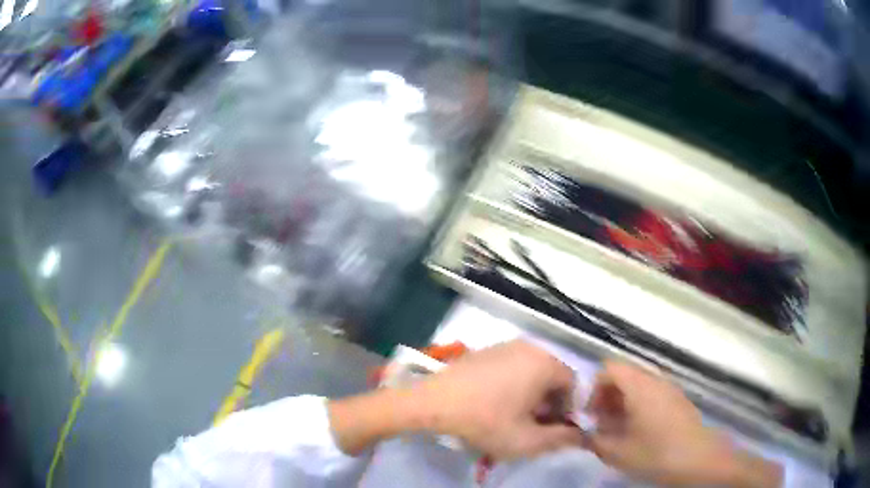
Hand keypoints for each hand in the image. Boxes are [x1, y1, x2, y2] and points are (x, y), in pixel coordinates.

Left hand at [413, 340, 583, 459]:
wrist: (433, 402)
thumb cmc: (485, 421)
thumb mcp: (527, 440)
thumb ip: (561, 439)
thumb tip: (583, 436)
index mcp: (545, 363)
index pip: (573, 384)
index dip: (567, 410)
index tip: (551, 428)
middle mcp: (530, 347)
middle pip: (553, 377)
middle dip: (549, 403)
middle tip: (533, 425)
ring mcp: (505, 346)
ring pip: (532, 372)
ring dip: (531, 395)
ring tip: (513, 417)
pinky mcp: (486, 351)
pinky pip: (512, 367)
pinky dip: (514, 385)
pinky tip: (494, 404)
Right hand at [584, 361, 781, 487]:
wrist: (696, 458)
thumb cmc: (655, 453)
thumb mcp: (616, 452)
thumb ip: (594, 440)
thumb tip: (585, 433)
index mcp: (639, 385)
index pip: (609, 368)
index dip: (593, 388)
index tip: (591, 415)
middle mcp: (655, 379)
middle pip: (624, 374)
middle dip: (607, 397)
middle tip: (602, 424)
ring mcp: (669, 387)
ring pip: (638, 384)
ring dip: (623, 402)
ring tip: (619, 429)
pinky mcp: (678, 398)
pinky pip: (652, 392)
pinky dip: (639, 405)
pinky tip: (639, 431)